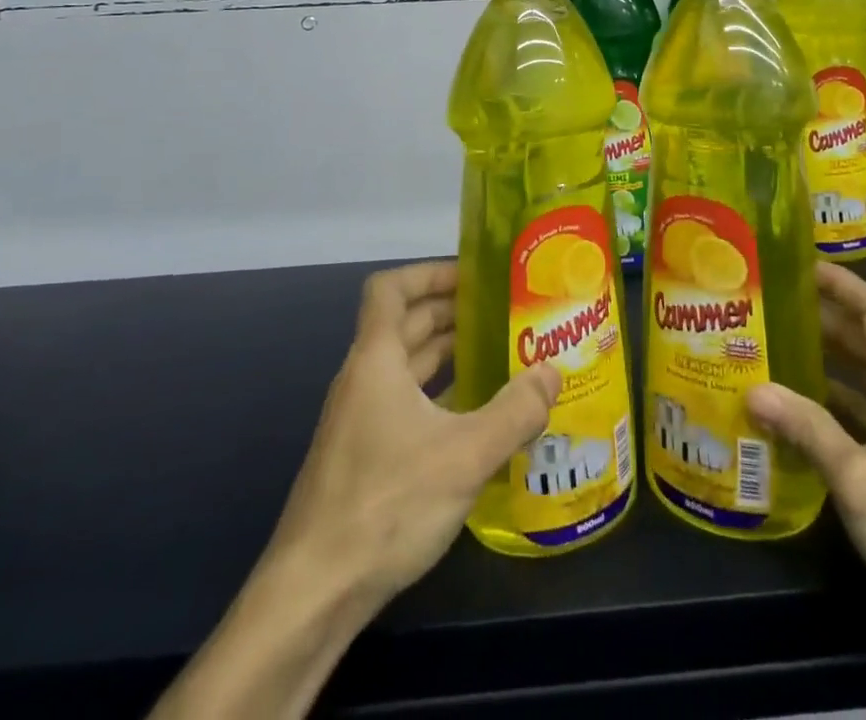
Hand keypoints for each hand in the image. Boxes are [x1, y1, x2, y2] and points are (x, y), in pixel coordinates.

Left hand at [150, 261, 559, 719]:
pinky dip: (437, 393)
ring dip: (445, 353)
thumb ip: (514, 411)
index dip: (429, 273)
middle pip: (404, 324)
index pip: (390, 288)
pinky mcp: (363, 455)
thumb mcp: (464, 456)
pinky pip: (404, 402)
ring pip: (405, 365)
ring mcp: (359, 418)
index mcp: (376, 359)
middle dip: (450, 311)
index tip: (473, 276)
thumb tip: (552, 372)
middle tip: (501, 313)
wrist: (312, 593)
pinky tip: (472, 416)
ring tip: (496, 354)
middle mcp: (363, 378)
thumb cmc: (385, 504)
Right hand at [744, 264, 865, 719]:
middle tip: (770, 308)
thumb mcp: (860, 481)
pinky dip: (841, 402)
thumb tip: (754, 389)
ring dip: (829, 361)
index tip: (799, 264)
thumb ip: (808, 429)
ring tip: (777, 351)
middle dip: (823, 318)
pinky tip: (805, 415)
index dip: (841, 282)